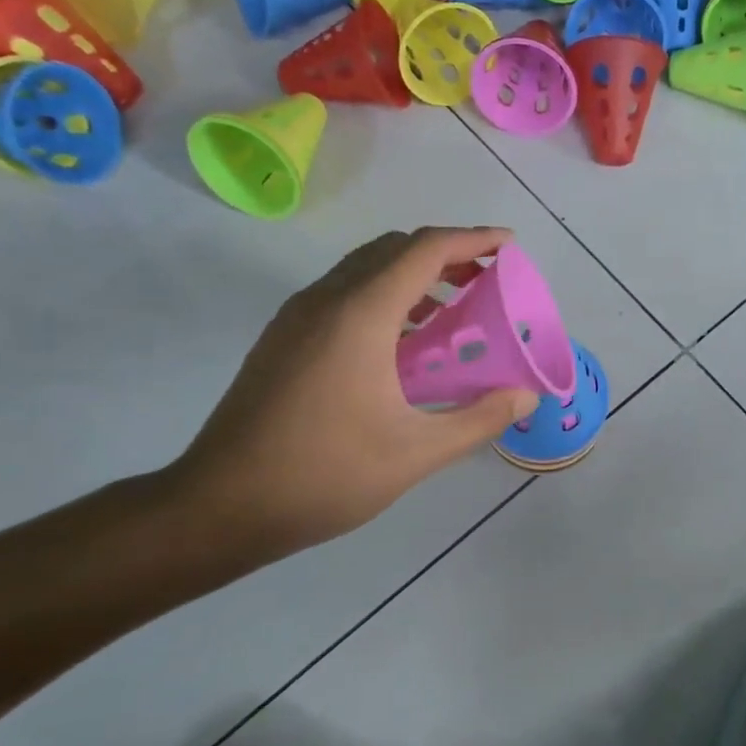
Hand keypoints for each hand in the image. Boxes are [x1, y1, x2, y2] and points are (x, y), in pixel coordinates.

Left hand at [167, 227, 539, 557]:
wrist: (219, 506)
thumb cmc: (325, 475)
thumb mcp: (416, 453)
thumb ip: (479, 419)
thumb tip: (525, 395)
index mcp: (360, 315)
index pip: (424, 250)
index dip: (473, 239)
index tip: (509, 244)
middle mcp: (326, 300)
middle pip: (393, 249)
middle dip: (446, 253)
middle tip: (487, 279)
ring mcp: (297, 317)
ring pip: (364, 268)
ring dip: (412, 273)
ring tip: (453, 308)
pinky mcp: (283, 338)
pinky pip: (343, 293)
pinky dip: (384, 295)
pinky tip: (403, 341)